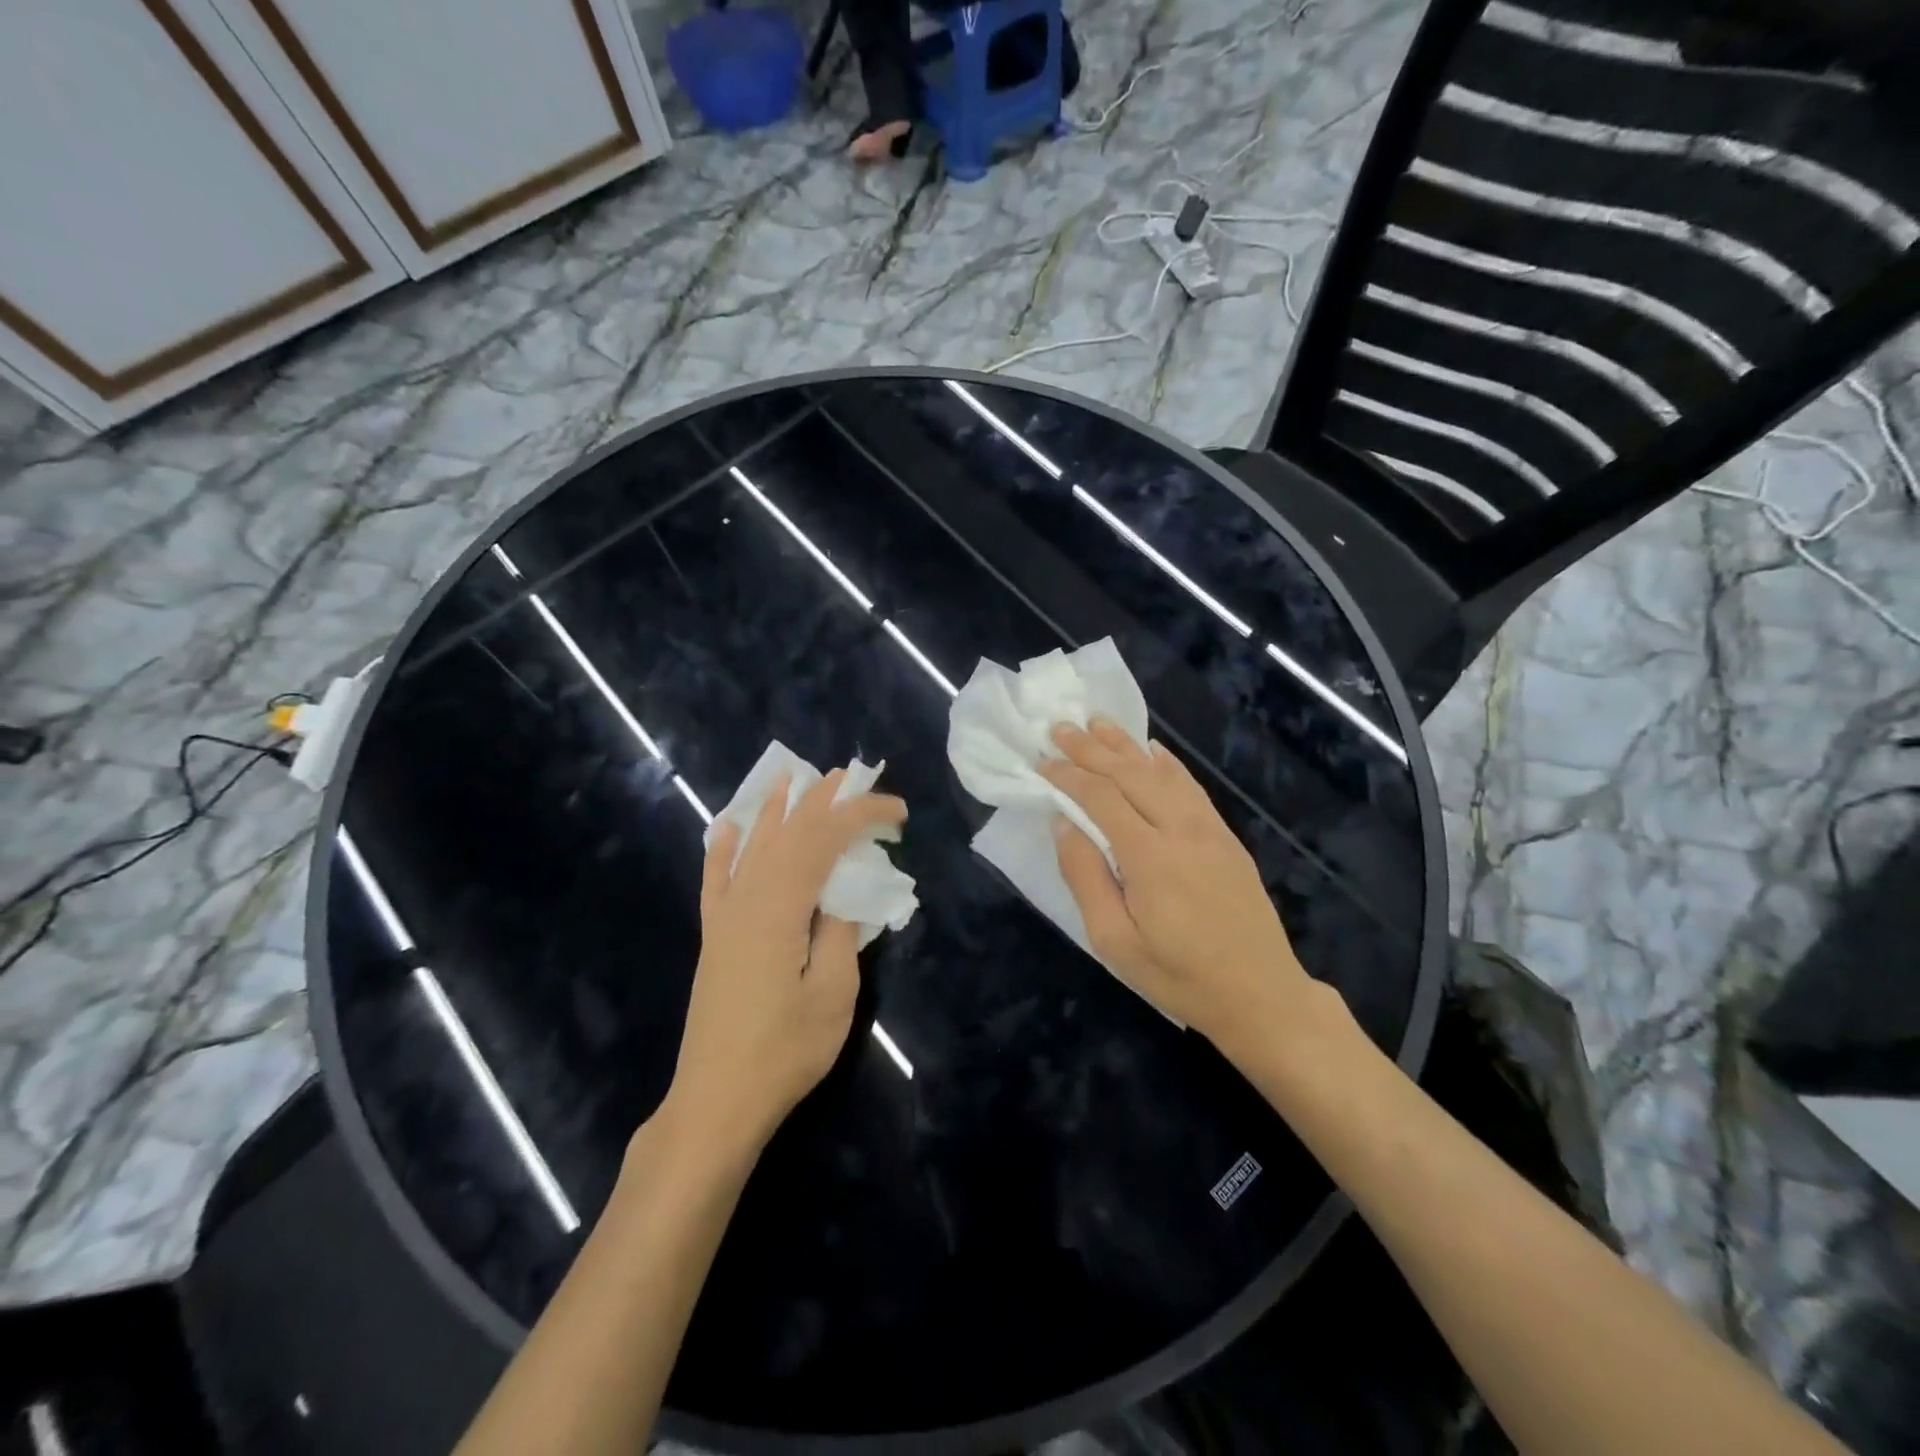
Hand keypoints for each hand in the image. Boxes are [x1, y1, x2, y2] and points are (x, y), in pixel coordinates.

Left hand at [663, 770, 906, 1159]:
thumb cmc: (784, 1051)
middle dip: (821, 801)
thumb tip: (846, 891)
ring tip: (795, 779)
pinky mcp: (714, 936)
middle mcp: (747, 899)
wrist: (716, 1101)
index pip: (824, 840)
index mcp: (780, 907)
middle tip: (852, 776)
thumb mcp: (833, 993)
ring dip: (777, 810)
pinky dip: (723, 848)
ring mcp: (725, 916)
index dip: (860, 816)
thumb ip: (841, 931)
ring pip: (752, 846)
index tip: (897, 811)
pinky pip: (715, 879)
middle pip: (786, 833)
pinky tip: (727, 826)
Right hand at [1040, 719, 1312, 1046]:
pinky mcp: (1226, 838)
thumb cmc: (1177, 975)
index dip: (1068, 776)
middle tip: (1060, 727)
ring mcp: (1209, 830)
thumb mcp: (1114, 940)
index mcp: (1149, 856)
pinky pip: (1191, 787)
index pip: (1101, 798)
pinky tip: (1153, 749)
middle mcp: (1181, 830)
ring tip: (1097, 723)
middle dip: (1091, 749)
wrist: (1260, 995)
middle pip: (1130, 775)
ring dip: (1126, 745)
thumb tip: (1063, 824)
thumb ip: (1085, 877)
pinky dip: (1167, 763)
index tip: (1041, 762)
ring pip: (1161, 773)